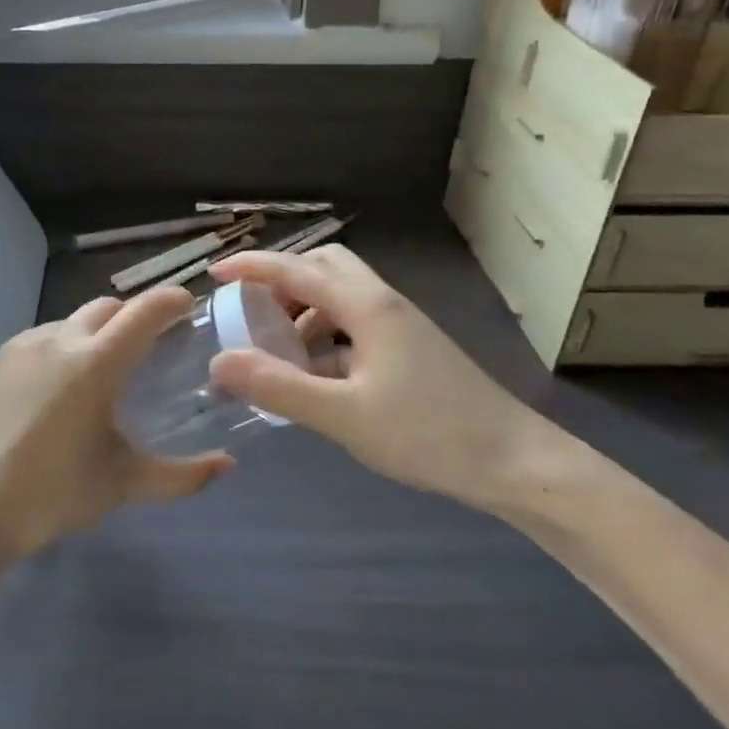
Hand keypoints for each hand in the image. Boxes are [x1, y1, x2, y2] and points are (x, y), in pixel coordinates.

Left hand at [0, 288, 233, 557]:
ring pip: (74, 320)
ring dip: (98, 331)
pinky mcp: (0, 358)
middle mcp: (61, 339)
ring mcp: (26, 344)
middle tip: (150, 344)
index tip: (189, 305)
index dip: (171, 300)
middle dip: (134, 315)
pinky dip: (65, 346)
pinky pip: (45, 336)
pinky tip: (62, 385)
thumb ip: (182, 475)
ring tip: (104, 369)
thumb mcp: (124, 482)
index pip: (144, 311)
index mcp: (96, 362)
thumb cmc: (55, 492)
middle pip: (109, 306)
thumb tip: (228, 466)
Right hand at [206, 246, 550, 504]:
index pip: (297, 270)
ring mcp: (400, 325)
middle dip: (282, 281)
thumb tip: (219, 362)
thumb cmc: (428, 434)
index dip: (252, 267)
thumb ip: (279, 387)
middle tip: (251, 311)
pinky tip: (315, 375)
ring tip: (276, 348)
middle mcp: (383, 302)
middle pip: (324, 267)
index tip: (214, 273)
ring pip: (341, 296)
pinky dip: (325, 335)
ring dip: (304, 310)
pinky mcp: (409, 348)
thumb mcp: (344, 415)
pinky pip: (355, 324)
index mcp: (366, 306)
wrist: (513, 461)